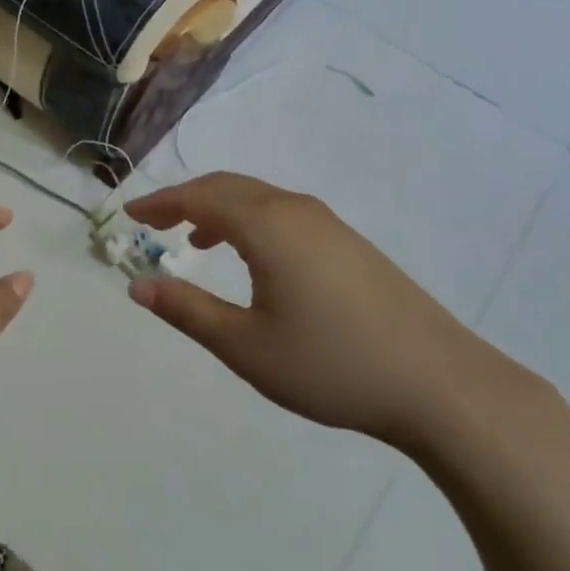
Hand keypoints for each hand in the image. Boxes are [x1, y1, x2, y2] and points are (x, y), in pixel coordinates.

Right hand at [124, 173, 510, 451]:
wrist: (440, 383)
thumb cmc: (332, 365)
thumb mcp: (247, 347)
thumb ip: (188, 311)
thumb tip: (138, 286)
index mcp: (267, 224)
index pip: (199, 197)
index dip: (161, 202)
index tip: (129, 214)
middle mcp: (295, 209)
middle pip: (228, 187)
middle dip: (185, 199)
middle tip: (154, 222)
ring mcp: (327, 223)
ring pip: (258, 198)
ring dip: (219, 209)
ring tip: (195, 238)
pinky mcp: (348, 242)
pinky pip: (282, 213)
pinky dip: (249, 220)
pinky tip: (252, 258)